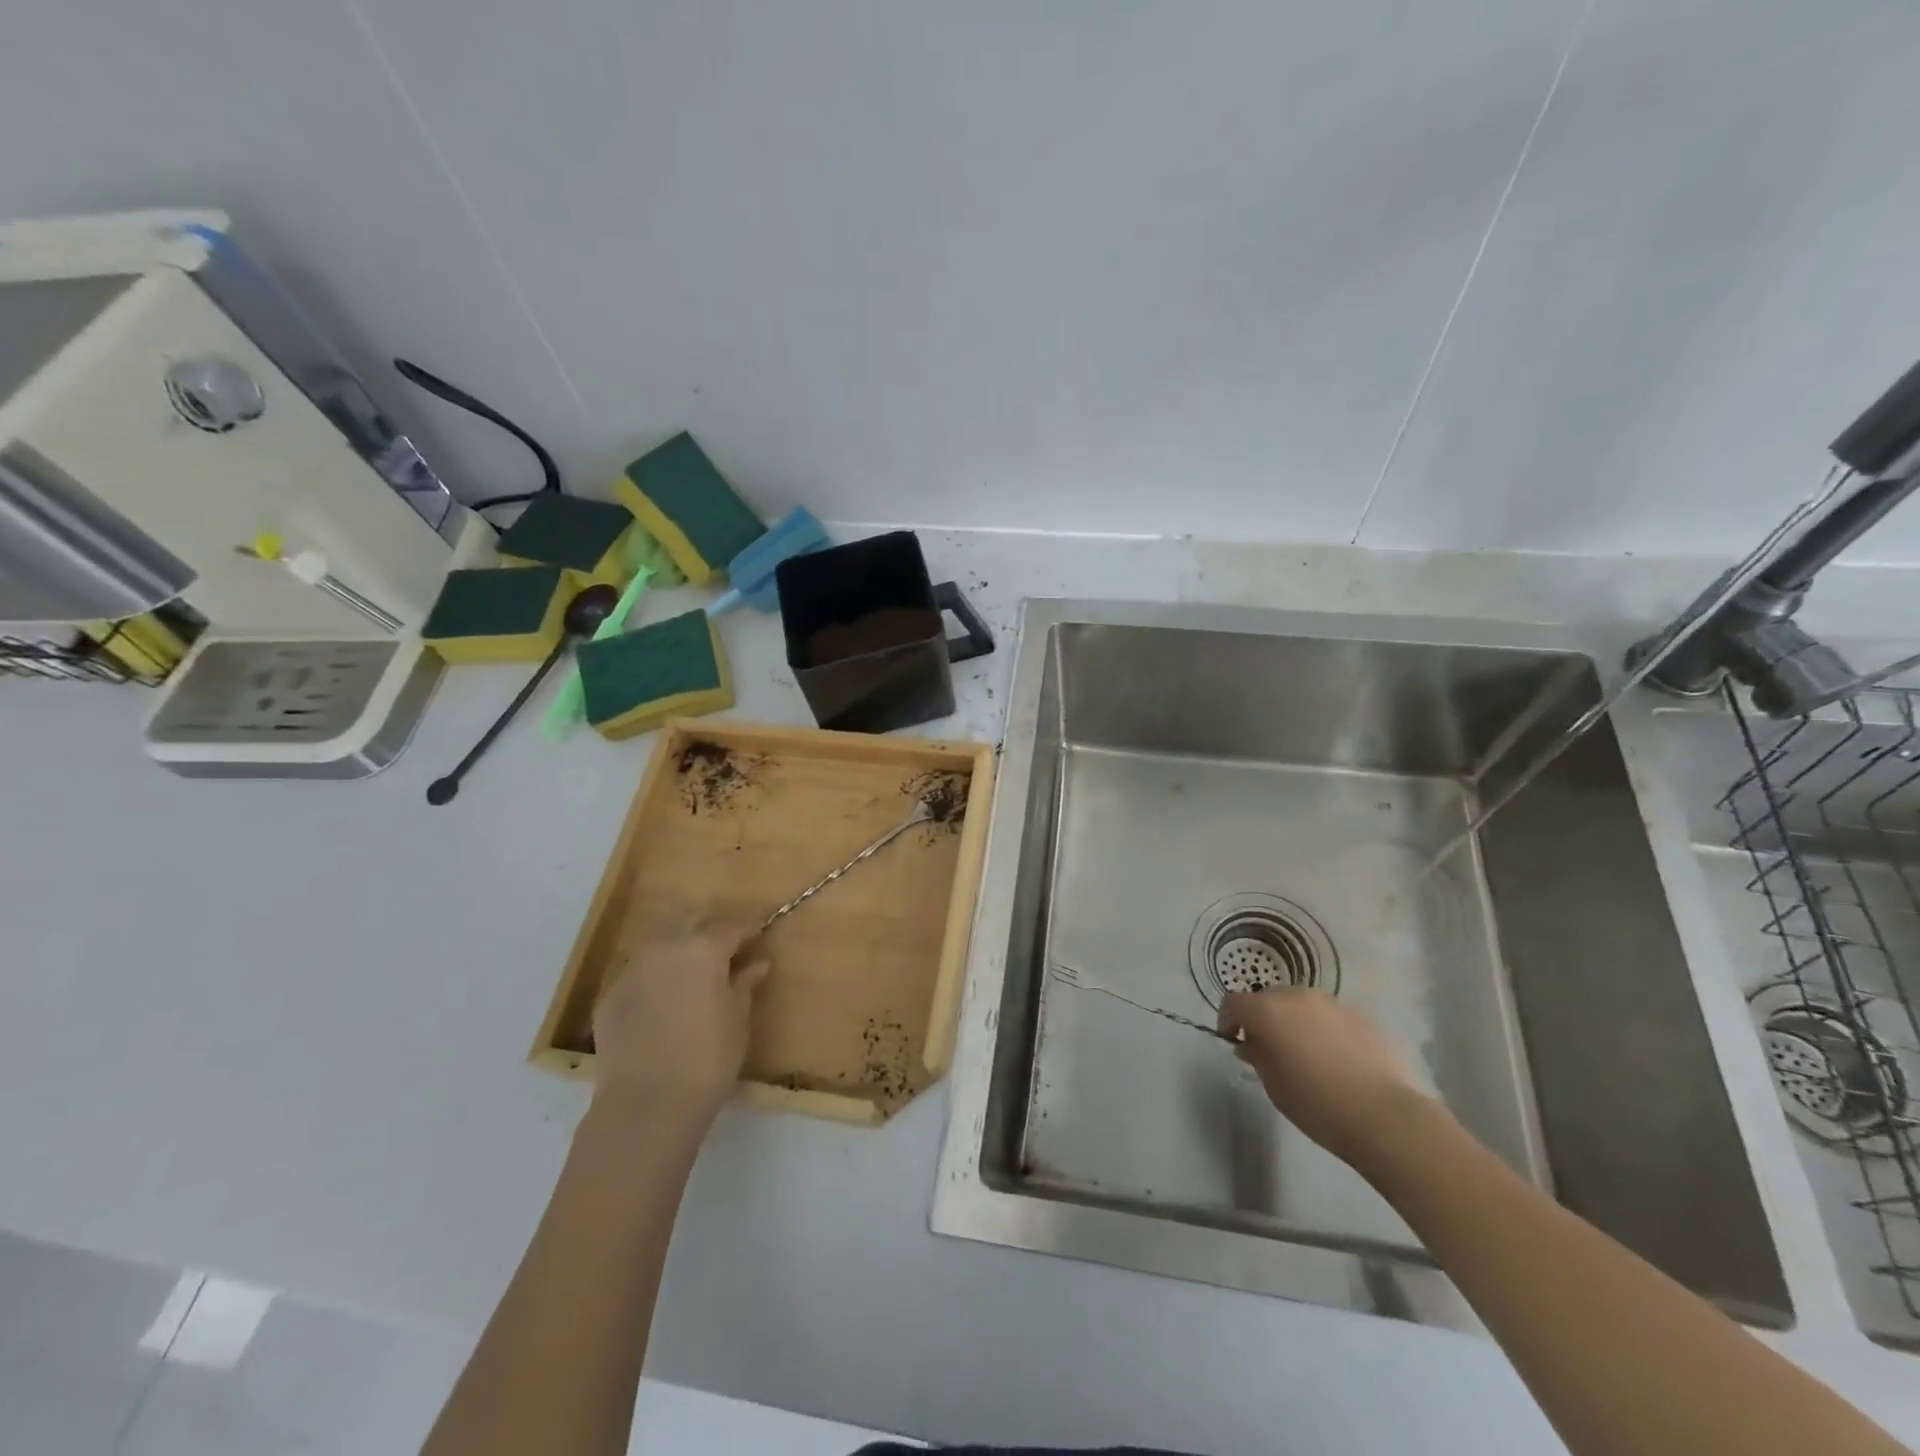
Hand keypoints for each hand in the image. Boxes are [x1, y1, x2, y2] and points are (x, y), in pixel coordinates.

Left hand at [591, 922, 770, 1128]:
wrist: (645, 1106)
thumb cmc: (708, 1059)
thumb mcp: (738, 1020)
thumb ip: (745, 984)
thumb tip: (757, 963)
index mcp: (703, 948)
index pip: (731, 926)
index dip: (748, 931)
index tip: (758, 939)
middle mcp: (665, 948)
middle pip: (692, 927)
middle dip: (710, 936)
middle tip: (726, 957)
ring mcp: (632, 971)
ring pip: (660, 947)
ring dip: (679, 953)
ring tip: (692, 978)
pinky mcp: (609, 998)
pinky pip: (639, 976)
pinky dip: (655, 980)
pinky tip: (662, 1006)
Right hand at [1219, 988, 1431, 1166]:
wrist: (1385, 1116)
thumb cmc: (1316, 1104)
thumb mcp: (1273, 1085)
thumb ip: (1257, 1056)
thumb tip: (1252, 1043)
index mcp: (1267, 1010)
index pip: (1233, 1003)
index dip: (1228, 1020)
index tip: (1234, 1042)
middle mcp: (1296, 996)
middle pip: (1268, 998)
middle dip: (1263, 1019)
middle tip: (1270, 1050)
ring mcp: (1331, 1002)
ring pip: (1301, 1005)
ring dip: (1295, 1021)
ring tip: (1307, 1054)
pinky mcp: (1361, 1015)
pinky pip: (1330, 1016)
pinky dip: (1324, 1029)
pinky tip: (1337, 1059)